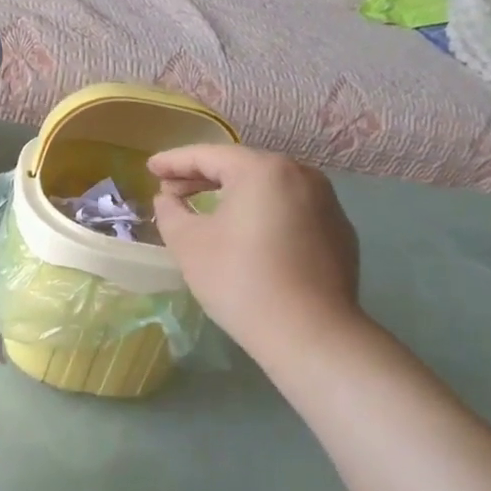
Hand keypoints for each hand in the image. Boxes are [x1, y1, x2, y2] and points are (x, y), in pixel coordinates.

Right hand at [149, 146, 365, 375]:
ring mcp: (327, 204)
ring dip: (234, 195)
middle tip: (171, 190)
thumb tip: (168, 199)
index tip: (150, 168)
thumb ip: (171, 212)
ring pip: (269, 189)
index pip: (208, 156)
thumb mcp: (188, 243)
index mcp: (263, 170)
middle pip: (242, 168)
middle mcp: (301, 175)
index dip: (174, 162)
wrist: (309, 334)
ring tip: (206, 209)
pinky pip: (291, 211)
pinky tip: (247, 235)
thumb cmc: (240, 279)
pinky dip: (263, 214)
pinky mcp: (339, 233)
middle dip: (203, 177)